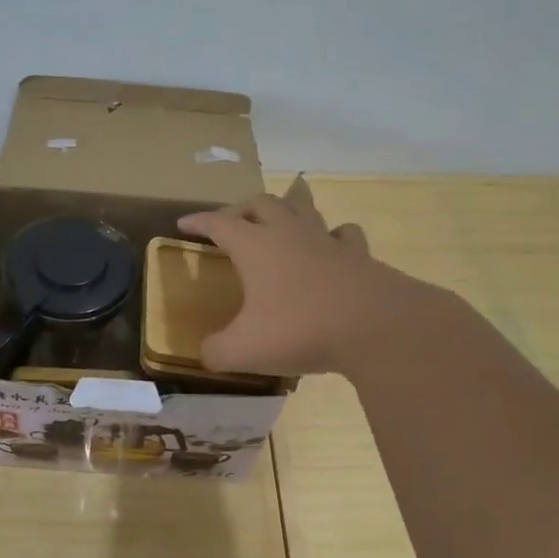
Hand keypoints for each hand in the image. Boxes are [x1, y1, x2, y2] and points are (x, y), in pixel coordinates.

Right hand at [178, 178, 414, 376]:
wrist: (375, 327)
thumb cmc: (300, 330)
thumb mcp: (243, 350)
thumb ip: (216, 351)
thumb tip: (207, 353)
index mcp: (255, 246)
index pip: (218, 223)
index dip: (198, 221)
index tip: (183, 222)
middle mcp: (288, 233)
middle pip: (261, 204)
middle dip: (241, 209)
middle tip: (230, 222)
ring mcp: (327, 241)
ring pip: (303, 208)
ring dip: (287, 208)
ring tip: (279, 215)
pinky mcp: (358, 256)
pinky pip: (343, 234)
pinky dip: (332, 235)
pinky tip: (331, 245)